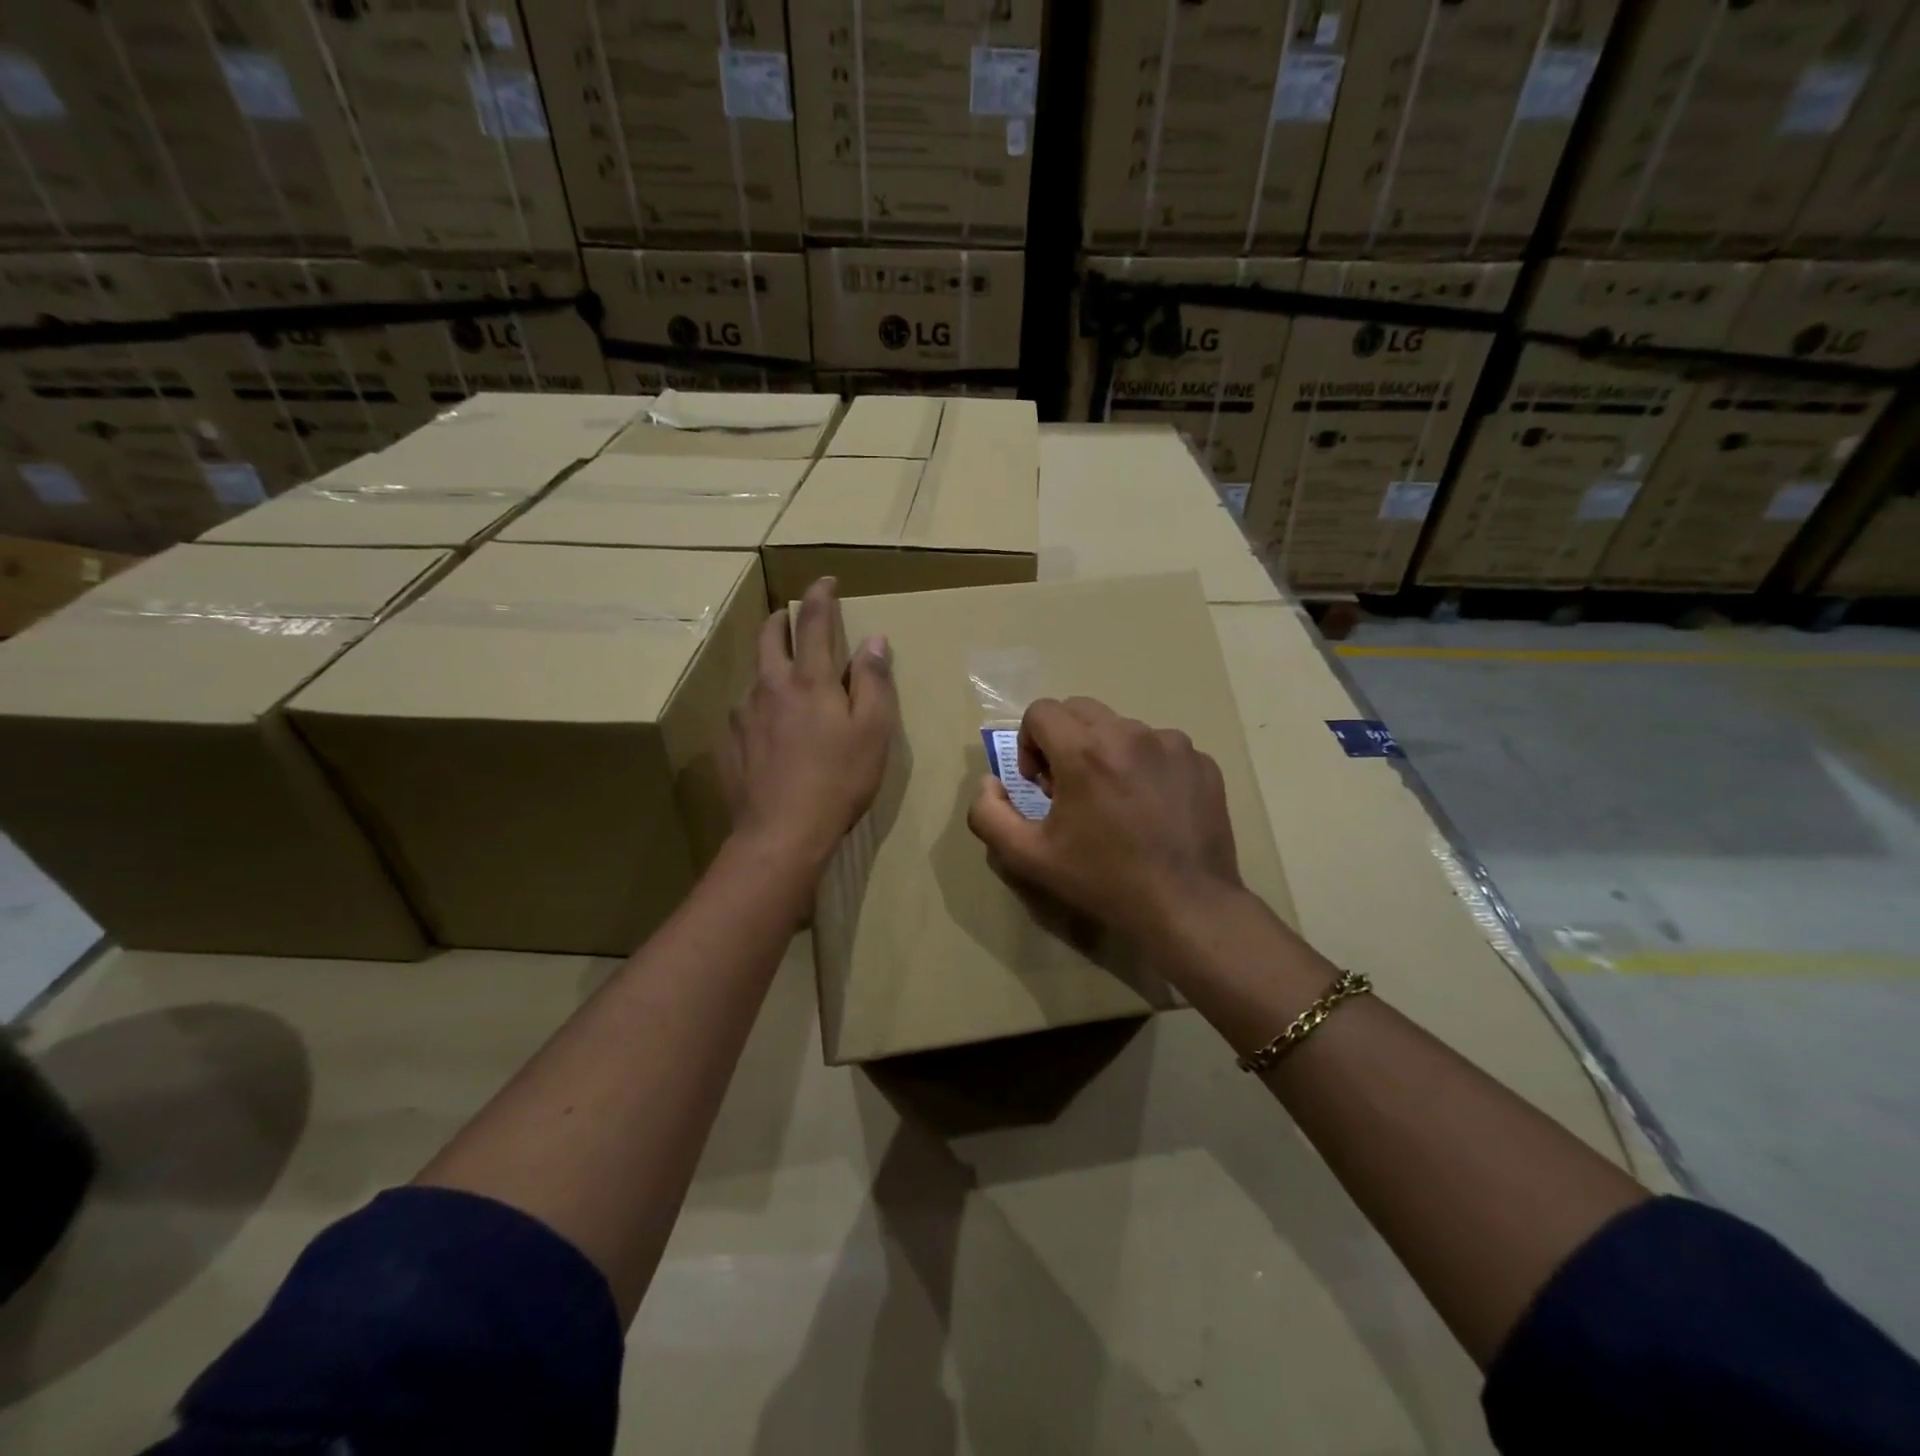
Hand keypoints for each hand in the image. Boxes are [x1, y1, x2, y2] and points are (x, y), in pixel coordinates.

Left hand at [722, 578, 897, 870]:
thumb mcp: (873, 731)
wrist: (781, 833)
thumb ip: (874, 682)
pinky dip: (759, 704)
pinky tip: (769, 728)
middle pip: (770, 636)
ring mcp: (743, 714)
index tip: (825, 580)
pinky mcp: (729, 742)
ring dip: (769, 664)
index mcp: (810, 680)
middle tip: (792, 614)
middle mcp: (770, 686)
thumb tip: (875, 640)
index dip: (820, 596)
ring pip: (755, 674)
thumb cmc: (839, 780)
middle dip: (782, 618)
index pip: (814, 622)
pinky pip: (745, 711)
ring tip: (784, 679)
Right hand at [966, 697, 1242, 942]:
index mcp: (1085, 751)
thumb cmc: (1103, 881)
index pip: (1041, 711)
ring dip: (1105, 752)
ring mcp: (1172, 744)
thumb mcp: (1028, 857)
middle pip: (1079, 710)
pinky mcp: (1201, 761)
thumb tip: (989, 783)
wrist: (1186, 907)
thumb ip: (989, 814)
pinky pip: (1160, 746)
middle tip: (1070, 789)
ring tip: (1114, 800)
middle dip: (1063, 741)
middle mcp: (1130, 734)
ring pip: (1121, 727)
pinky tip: (1150, 807)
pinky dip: (1145, 765)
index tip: (1041, 784)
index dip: (1028, 743)